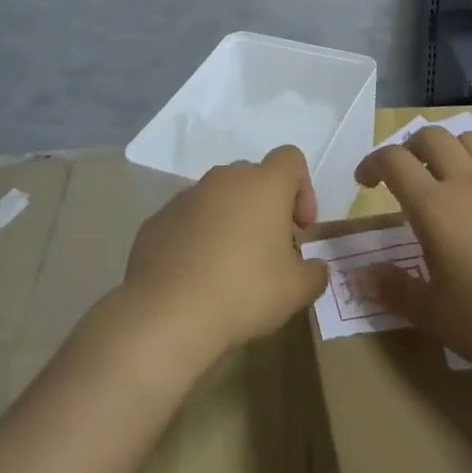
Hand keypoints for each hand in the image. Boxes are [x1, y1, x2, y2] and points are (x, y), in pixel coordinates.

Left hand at [119, 145, 329, 372]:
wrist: (168, 313)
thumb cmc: (244, 291)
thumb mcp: (297, 290)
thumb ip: (315, 273)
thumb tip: (314, 267)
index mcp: (263, 185)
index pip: (290, 159)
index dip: (303, 188)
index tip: (300, 227)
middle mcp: (223, 180)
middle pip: (253, 178)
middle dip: (265, 207)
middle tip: (269, 250)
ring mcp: (185, 197)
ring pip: (217, 199)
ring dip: (230, 221)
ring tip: (229, 268)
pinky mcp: (157, 220)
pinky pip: (188, 220)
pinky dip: (197, 238)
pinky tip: (197, 276)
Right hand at [356, 127, 471, 384]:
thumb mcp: (434, 314)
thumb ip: (395, 289)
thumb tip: (363, 276)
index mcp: (435, 206)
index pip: (394, 161)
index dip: (373, 163)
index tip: (365, 183)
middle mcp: (469, 183)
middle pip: (433, 137)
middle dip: (410, 148)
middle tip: (403, 175)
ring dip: (450, 148)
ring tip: (445, 178)